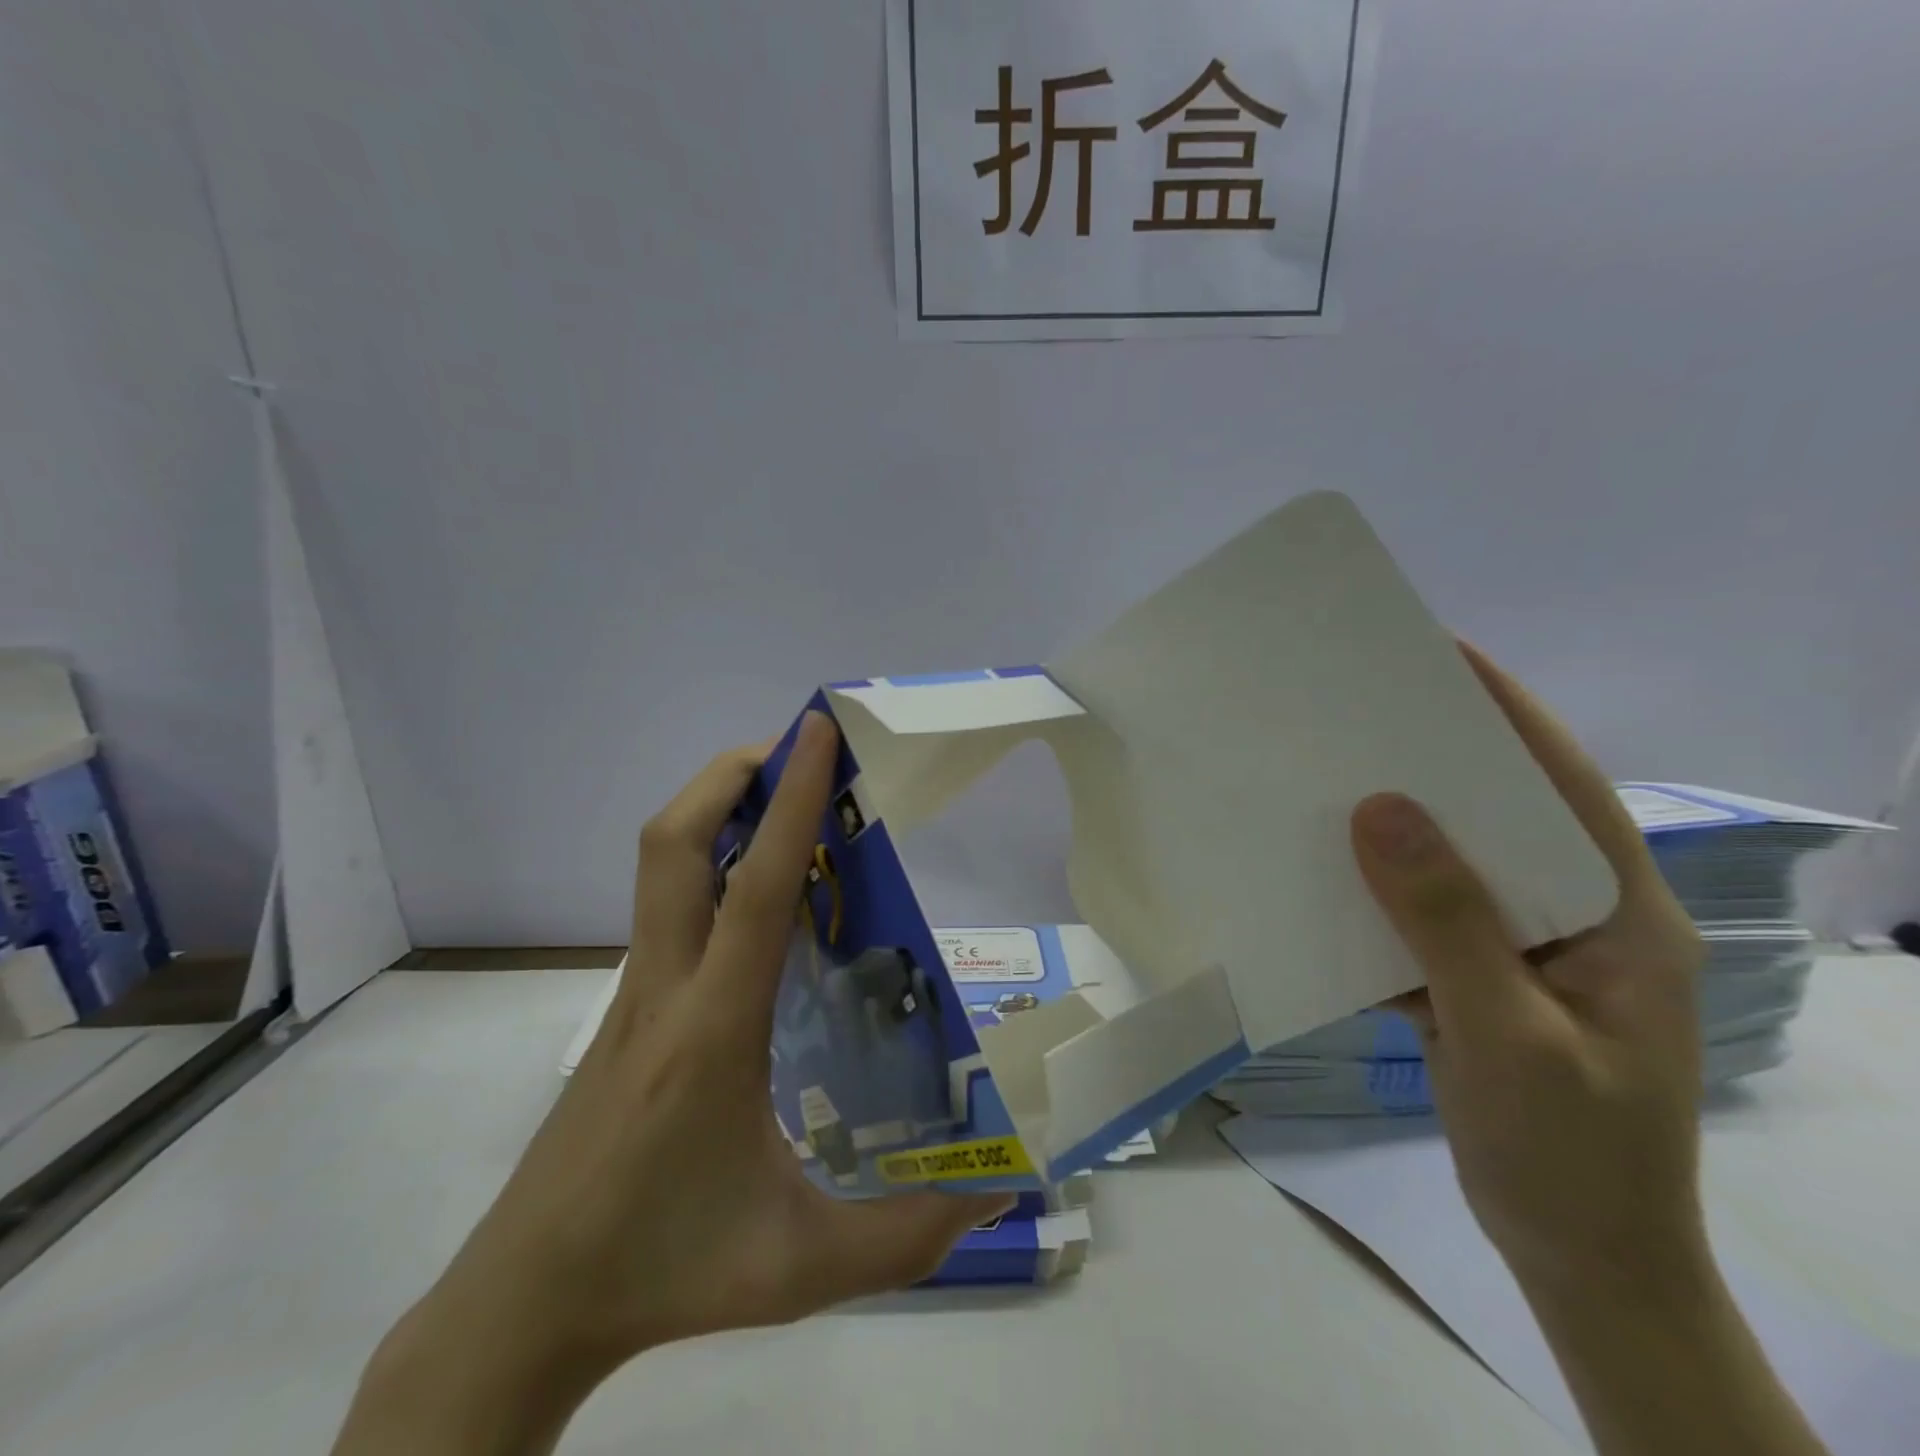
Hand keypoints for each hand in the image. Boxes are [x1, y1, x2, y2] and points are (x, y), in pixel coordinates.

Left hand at [336, 713, 1006, 1453]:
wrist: (524, 1302)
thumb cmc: (662, 1269)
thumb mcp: (794, 1267)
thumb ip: (903, 1239)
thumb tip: (994, 1201)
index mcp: (712, 1029)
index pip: (755, 889)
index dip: (791, 801)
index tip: (816, 731)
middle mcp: (666, 987)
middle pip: (675, 843)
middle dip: (731, 775)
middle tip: (796, 751)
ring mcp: (636, 992)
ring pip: (661, 866)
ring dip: (717, 809)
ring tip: (786, 802)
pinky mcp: (626, 1007)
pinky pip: (668, 905)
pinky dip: (712, 862)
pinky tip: (762, 895)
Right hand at [1350, 647, 1708, 1296]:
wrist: (1579, 1259)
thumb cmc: (1570, 1152)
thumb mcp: (1510, 1033)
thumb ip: (1448, 921)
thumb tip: (1380, 808)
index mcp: (1620, 916)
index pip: (1567, 790)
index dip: (1513, 716)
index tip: (1448, 657)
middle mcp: (1575, 918)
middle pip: (1504, 818)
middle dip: (1438, 761)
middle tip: (1363, 711)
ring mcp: (1524, 952)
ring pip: (1453, 868)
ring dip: (1396, 828)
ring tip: (1330, 778)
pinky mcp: (1477, 981)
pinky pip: (1420, 917)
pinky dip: (1375, 893)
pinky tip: (1323, 874)